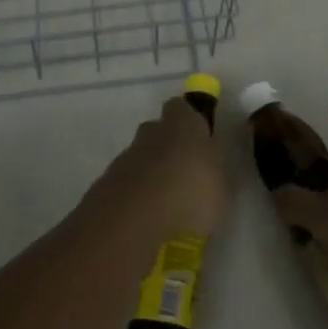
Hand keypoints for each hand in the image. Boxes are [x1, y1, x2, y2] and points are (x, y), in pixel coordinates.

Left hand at [94, 93, 228, 241]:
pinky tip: (145, 219)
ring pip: (140, 158)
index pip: (182, 108)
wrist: (134, 220)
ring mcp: (126, 157)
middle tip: (182, 175)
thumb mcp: (221, 188)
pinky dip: (135, 196)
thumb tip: (208, 169)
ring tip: (165, 206)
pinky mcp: (106, 183)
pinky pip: (126, 184)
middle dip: (168, 148)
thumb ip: (214, 173)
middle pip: (158, 131)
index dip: (188, 120)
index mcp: (183, 125)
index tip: (198, 139)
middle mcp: (152, 133)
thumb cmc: (190, 195)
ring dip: (150, 175)